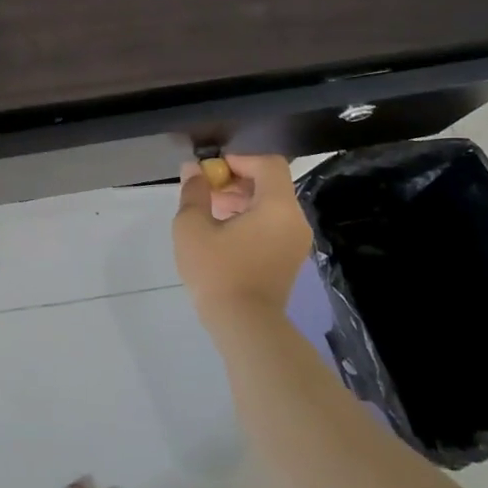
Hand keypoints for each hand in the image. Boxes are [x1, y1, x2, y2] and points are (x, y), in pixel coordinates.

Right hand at [172, 154, 311, 320]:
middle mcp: (294, 220)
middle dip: (236, 181)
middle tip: (206, 191)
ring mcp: (295, 242)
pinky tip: (222, 234)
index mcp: (278, 206)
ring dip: (241, 201)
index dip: (239, 160)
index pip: (268, 164)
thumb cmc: (218, 271)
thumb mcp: (192, 227)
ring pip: (271, 206)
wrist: (245, 326)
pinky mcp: (289, 260)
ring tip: (209, 212)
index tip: (211, 172)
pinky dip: (250, 220)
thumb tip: (193, 170)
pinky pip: (272, 226)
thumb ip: (194, 192)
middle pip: (270, 184)